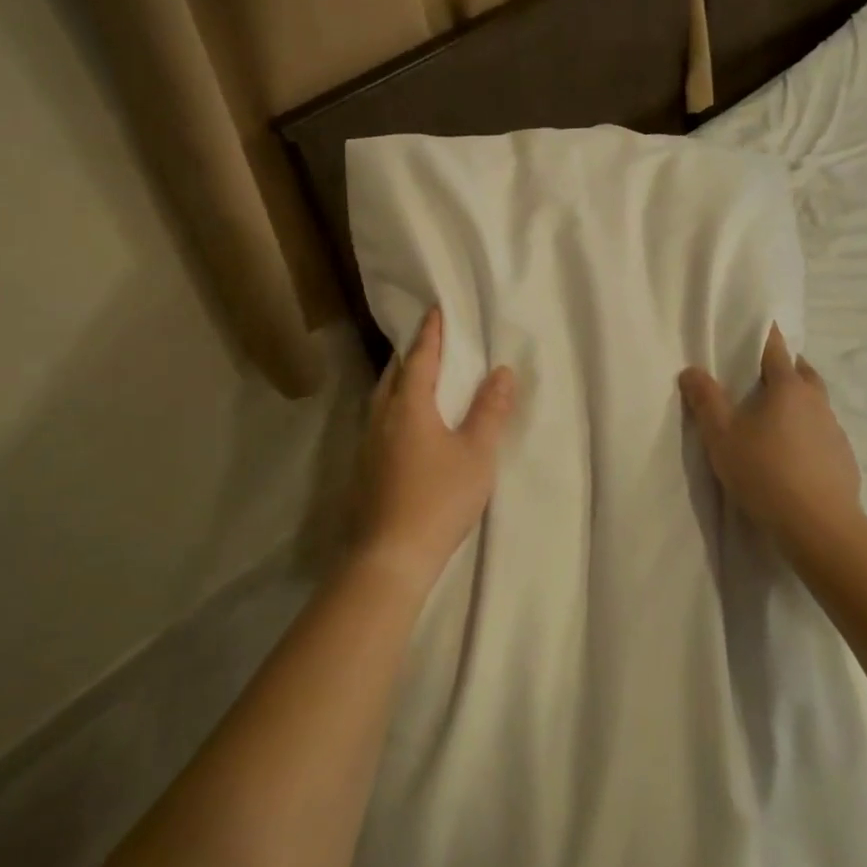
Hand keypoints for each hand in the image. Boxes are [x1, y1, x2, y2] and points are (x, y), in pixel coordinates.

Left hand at [356, 307, 514, 591]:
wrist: (390, 556)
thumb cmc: (439, 498)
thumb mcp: (476, 453)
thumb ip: (490, 410)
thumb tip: (501, 371)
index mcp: (409, 406)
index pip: (421, 358)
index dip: (431, 333)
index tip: (436, 310)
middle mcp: (382, 417)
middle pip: (394, 374)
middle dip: (411, 354)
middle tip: (428, 341)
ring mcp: (368, 444)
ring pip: (382, 398)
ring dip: (400, 380)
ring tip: (417, 377)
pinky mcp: (364, 468)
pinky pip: (379, 420)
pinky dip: (394, 406)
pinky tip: (405, 423)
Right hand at [679, 325, 861, 548]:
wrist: (819, 526)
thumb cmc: (765, 473)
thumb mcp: (722, 437)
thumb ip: (705, 401)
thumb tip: (691, 370)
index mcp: (788, 386)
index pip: (776, 347)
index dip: (764, 335)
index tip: (754, 328)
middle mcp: (816, 400)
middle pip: (801, 371)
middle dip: (784, 366)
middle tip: (760, 375)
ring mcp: (834, 429)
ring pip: (815, 402)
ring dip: (797, 400)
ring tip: (774, 416)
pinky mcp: (843, 457)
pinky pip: (823, 431)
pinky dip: (808, 430)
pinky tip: (793, 452)